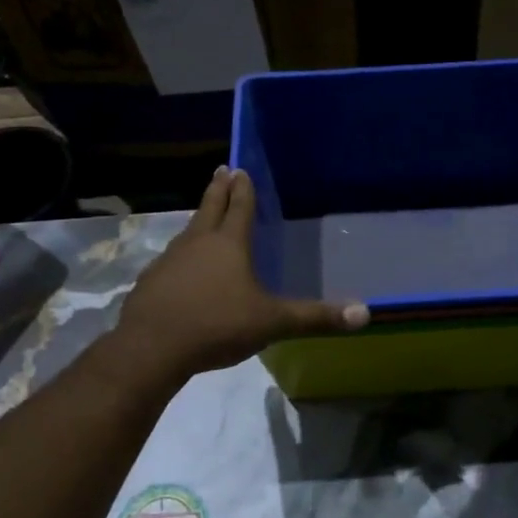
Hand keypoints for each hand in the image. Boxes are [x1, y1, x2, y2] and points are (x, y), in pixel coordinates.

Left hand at [116, 166, 366, 383]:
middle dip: (218, 190)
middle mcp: (197, 244)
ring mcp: (169, 261)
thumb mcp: (273, 323)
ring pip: (188, 232)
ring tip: (204, 217)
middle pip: (210, 209)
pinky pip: (171, 260)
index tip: (240, 168)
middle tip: (221, 170)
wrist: (152, 348)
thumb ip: (315, 317)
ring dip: (199, 221)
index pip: (239, 208)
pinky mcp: (151, 282)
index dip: (243, 189)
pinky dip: (181, 255)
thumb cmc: (218, 326)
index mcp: (229, 245)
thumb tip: (366, 314)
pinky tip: (182, 268)